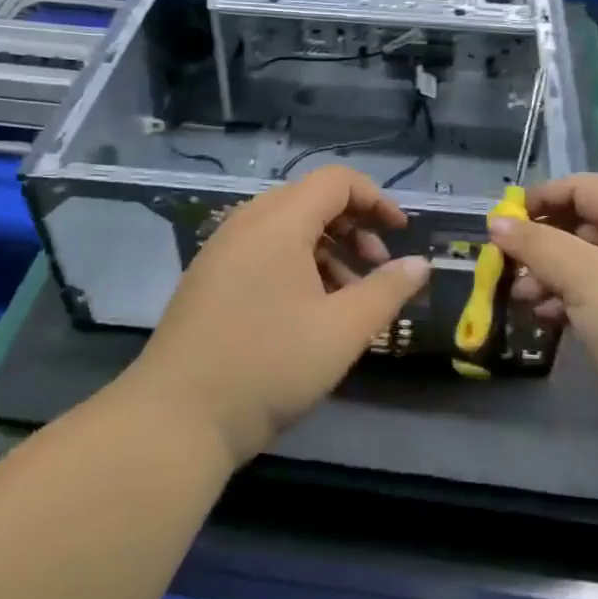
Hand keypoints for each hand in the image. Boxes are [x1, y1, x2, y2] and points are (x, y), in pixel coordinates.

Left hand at [125, 165, 430, 465]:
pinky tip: (309, 312)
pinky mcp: (208, 279)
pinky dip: (296, 266)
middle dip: (354, 228)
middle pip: (310, 201)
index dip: (377, 199)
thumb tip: (421, 264)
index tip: (401, 235)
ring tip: (349, 298)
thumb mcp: (343, 330)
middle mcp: (245, 223)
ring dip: (327, 251)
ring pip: (286, 229)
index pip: (336, 181)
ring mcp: (221, 251)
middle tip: (377, 270)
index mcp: (278, 221)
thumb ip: (387, 291)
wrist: (177, 417)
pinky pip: (262, 253)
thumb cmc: (269, 365)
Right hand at [496, 174, 597, 453]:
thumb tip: (496, 221)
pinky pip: (595, 300)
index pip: (585, 188)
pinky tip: (546, 320)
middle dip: (540, 243)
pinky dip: (566, 303)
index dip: (543, 196)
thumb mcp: (583, 277)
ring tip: (520, 299)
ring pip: (585, 267)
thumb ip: (536, 245)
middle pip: (582, 227)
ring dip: (548, 276)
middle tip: (507, 267)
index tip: (503, 220)